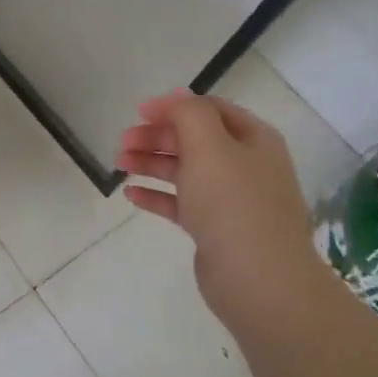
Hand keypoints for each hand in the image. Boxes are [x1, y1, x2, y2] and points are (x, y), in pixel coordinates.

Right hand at [116, 92, 323, 308]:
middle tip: (124, 141)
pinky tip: (131, 194)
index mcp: (253, 139)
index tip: (139, 112)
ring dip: (152, 163)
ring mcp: (232, 200)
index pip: (211, 110)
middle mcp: (246, 165)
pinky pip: (182, 204)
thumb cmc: (232, 202)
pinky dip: (157, 195)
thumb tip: (177, 98)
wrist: (258, 278)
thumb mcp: (208, 144)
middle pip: (195, 140)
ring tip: (119, 164)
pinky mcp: (216, 230)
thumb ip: (189, 114)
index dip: (174, 106)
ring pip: (185, 171)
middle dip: (157, 136)